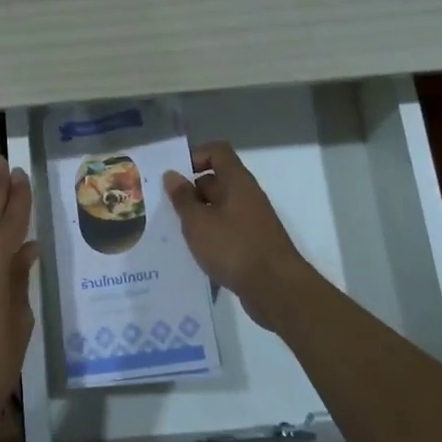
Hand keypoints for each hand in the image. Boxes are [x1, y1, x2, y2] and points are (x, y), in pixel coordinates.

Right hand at [164, 142, 317, 329]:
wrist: (276, 289)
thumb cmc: (234, 247)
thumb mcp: (198, 222)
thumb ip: (182, 198)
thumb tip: (172, 175)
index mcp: (237, 182)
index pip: (218, 151)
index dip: (195, 155)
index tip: (175, 175)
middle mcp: (246, 195)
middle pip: (216, 180)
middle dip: (190, 190)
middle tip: (165, 206)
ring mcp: (251, 220)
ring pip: (219, 207)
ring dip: (198, 215)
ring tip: (174, 231)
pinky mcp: (252, 243)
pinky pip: (226, 228)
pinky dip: (210, 235)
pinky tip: (194, 251)